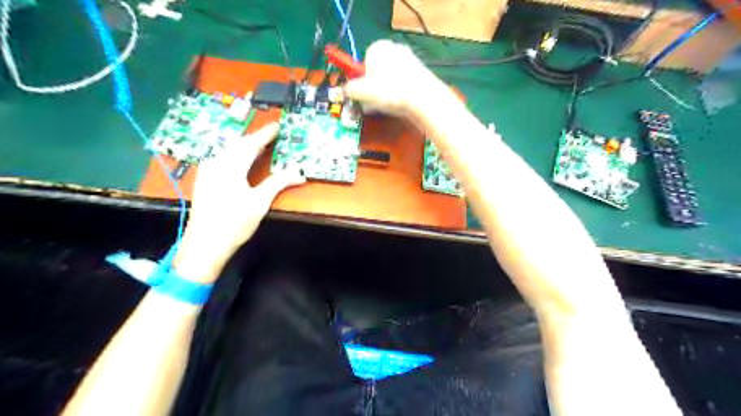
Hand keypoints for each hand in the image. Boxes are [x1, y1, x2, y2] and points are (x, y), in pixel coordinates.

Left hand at [172, 123, 304, 284]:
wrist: (205, 245)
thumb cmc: (234, 223)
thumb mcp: (260, 202)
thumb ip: (279, 183)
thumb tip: (299, 173)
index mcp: (230, 166)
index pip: (251, 144)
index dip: (265, 134)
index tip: (278, 125)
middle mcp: (216, 163)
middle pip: (237, 144)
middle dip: (255, 139)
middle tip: (271, 136)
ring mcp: (207, 172)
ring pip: (228, 151)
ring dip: (245, 147)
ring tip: (259, 147)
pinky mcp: (204, 181)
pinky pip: (222, 159)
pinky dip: (236, 156)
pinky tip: (241, 162)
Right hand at [346, 39, 448, 115]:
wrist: (422, 99)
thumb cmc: (388, 91)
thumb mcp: (361, 91)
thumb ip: (349, 89)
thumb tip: (346, 90)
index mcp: (378, 47)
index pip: (363, 62)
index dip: (360, 80)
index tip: (360, 94)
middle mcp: (395, 49)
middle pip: (377, 71)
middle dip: (372, 89)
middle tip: (370, 104)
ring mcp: (410, 60)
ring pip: (390, 80)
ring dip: (384, 94)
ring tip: (384, 108)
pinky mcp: (421, 74)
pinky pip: (403, 85)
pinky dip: (398, 95)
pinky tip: (398, 107)